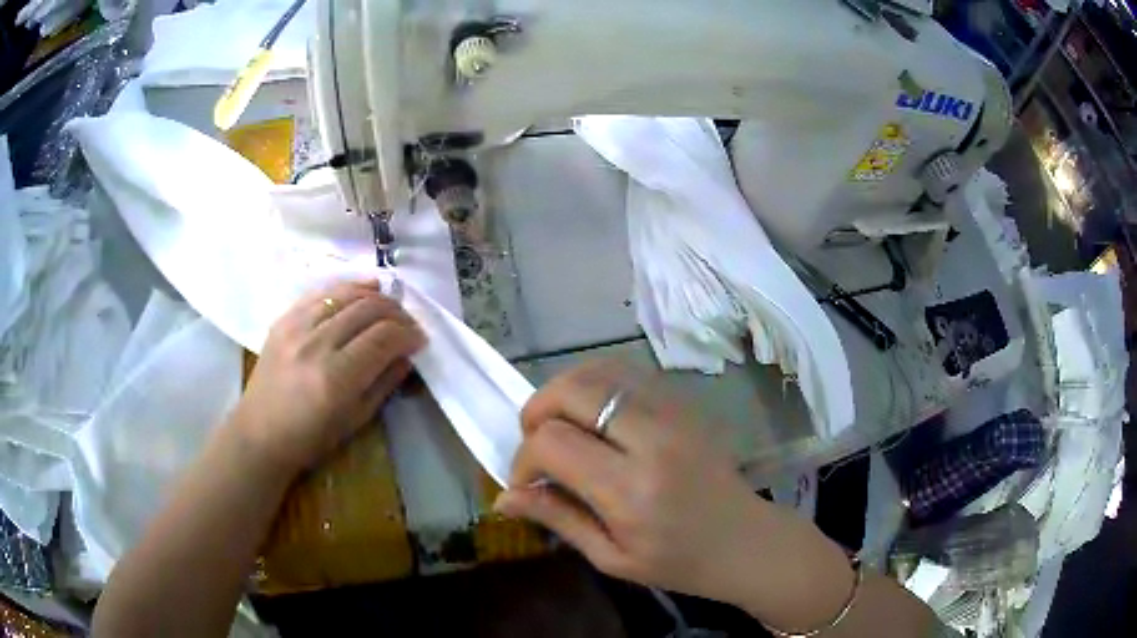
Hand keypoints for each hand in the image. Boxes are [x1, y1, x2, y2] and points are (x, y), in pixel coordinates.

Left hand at [232, 280, 424, 474]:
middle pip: (367, 310)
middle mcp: (316, 345)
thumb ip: (384, 383)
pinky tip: (364, 289)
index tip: (421, 340)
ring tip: (390, 306)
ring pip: (345, 295)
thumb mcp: (356, 420)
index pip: (383, 339)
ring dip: (375, 296)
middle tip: (409, 324)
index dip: (408, 334)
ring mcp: (296, 327)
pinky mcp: (284, 319)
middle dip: (397, 313)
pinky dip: (347, 288)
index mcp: (336, 379)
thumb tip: (407, 355)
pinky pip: (322, 293)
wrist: (260, 432)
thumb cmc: (310, 438)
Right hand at [494, 361, 769, 603]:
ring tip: (560, 425)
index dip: (524, 459)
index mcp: (631, 489)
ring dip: (563, 392)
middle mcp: (652, 439)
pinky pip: (627, 372)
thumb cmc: (678, 562)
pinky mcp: (684, 402)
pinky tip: (592, 414)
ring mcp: (673, 412)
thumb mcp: (611, 557)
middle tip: (536, 444)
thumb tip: (503, 498)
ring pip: (598, 371)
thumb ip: (557, 518)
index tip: (527, 482)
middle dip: (537, 412)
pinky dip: (596, 384)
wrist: (744, 540)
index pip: (553, 443)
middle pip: (572, 391)